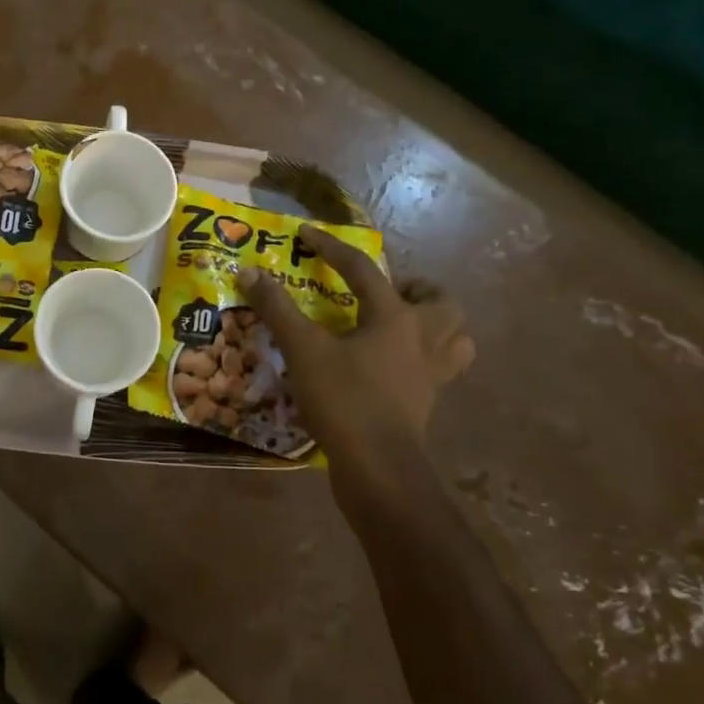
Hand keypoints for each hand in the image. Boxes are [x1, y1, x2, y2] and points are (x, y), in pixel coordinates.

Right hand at [237, 227, 474, 501]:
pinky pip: (440, 371)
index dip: (330, 247)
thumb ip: (277, 309)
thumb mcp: (303, 350)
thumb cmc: (344, 400)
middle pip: (442, 303)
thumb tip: (249, 271)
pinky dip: (425, 360)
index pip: (362, 269)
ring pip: (455, 338)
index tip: (306, 234)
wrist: (379, 469)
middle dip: (418, 290)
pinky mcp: (427, 403)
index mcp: (395, 317)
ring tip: (402, 326)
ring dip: (436, 325)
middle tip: (387, 292)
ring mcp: (432, 375)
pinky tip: (394, 366)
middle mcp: (423, 339)